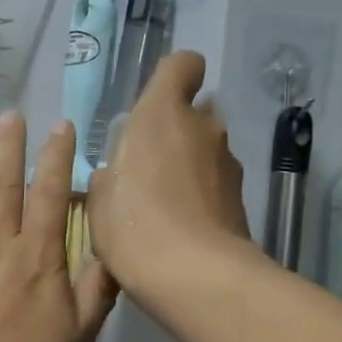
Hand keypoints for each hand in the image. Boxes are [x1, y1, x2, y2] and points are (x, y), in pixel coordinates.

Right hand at [87, 51, 250, 300]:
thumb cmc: (134, 224)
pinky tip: (181, 229)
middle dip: (175, 133)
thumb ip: (112, 172)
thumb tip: (123, 170)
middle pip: (195, 114)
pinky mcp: (242, 200)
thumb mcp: (99, 197)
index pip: (183, 65)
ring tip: (163, 207)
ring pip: (206, 152)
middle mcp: (204, 128)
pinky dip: (201, 198)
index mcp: (162, 114)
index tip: (155, 104)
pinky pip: (214, 186)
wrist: (194, 275)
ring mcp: (229, 164)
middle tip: (146, 169)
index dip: (172, 78)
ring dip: (188, 168)